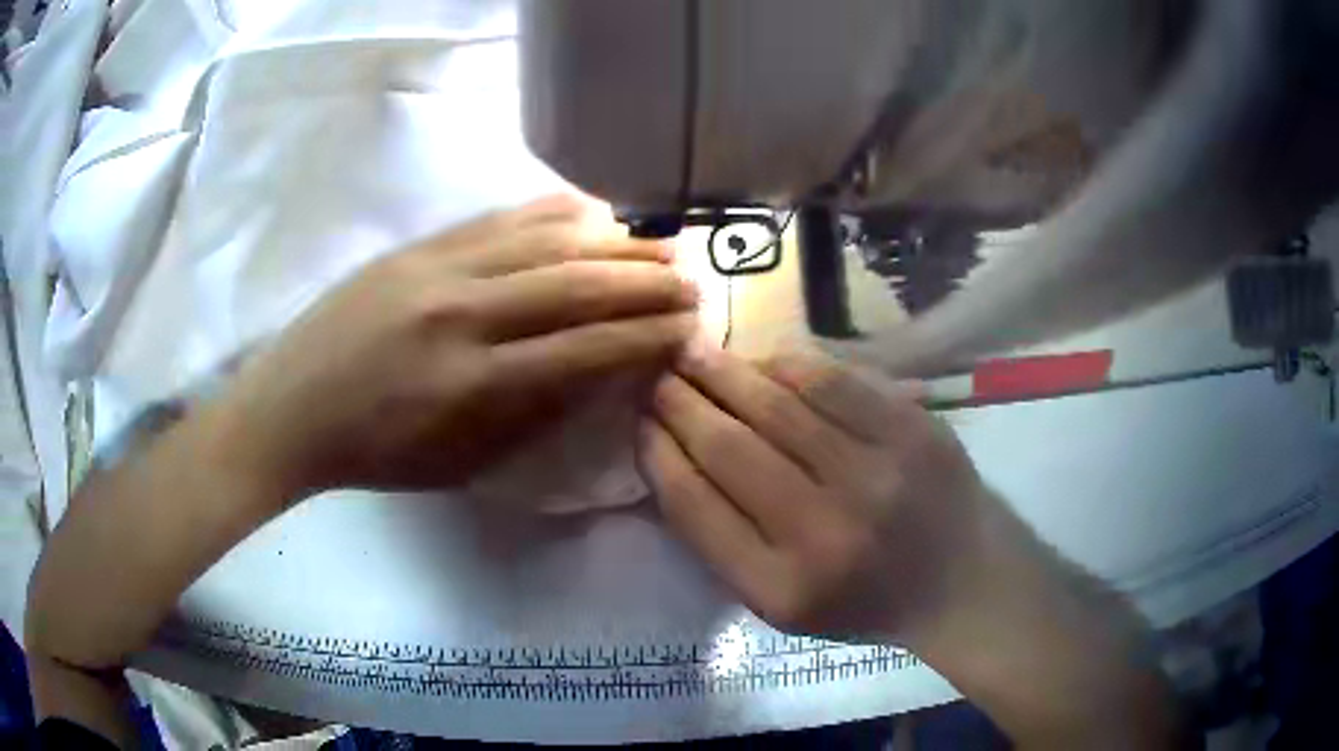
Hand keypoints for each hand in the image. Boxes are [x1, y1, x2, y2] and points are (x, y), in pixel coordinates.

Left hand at [222, 196, 697, 495]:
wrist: (293, 407)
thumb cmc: (377, 454)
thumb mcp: (461, 463)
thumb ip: (533, 416)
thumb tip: (600, 373)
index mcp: (472, 385)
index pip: (584, 350)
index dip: (644, 337)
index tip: (688, 328)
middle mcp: (462, 314)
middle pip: (574, 285)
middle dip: (644, 283)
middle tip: (690, 281)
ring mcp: (436, 269)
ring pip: (542, 241)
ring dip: (611, 242)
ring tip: (657, 243)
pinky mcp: (417, 247)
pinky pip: (498, 219)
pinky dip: (552, 214)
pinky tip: (591, 212)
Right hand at [643, 346, 1190, 747]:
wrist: (960, 581)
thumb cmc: (863, 602)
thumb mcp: (781, 605)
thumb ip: (723, 543)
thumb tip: (673, 459)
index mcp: (781, 589)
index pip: (695, 506)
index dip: (659, 454)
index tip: (639, 422)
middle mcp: (824, 532)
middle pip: (730, 448)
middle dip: (681, 403)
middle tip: (656, 375)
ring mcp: (875, 475)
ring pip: (776, 404)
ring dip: (724, 373)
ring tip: (693, 353)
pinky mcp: (912, 432)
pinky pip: (832, 382)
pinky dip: (787, 364)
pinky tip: (763, 361)